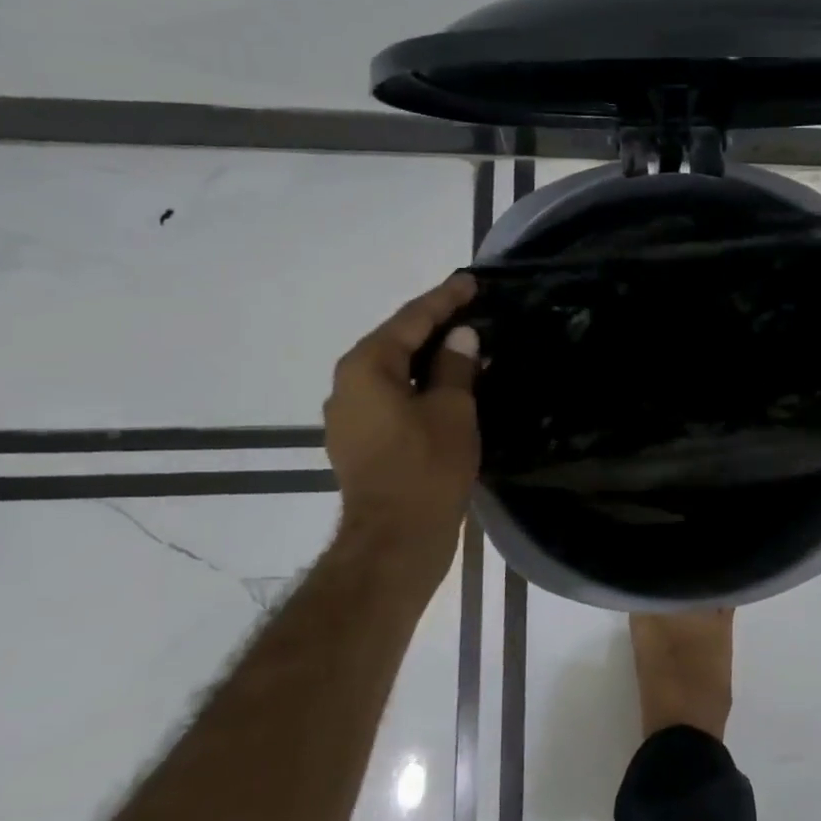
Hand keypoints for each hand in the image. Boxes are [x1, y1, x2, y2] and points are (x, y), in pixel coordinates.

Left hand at [324, 273, 481, 561]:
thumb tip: (462, 337)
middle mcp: (348, 384)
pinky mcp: (360, 439)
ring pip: (394, 370)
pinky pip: (392, 395)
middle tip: (471, 308)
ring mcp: (350, 414)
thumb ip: (456, 366)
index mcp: (367, 367)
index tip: (470, 281)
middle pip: (397, 341)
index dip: (445, 299)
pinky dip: (420, 384)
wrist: (395, 540)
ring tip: (466, 344)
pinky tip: (449, 384)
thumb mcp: (452, 409)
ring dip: (428, 356)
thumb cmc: (426, 468)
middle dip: (435, 325)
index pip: (411, 319)